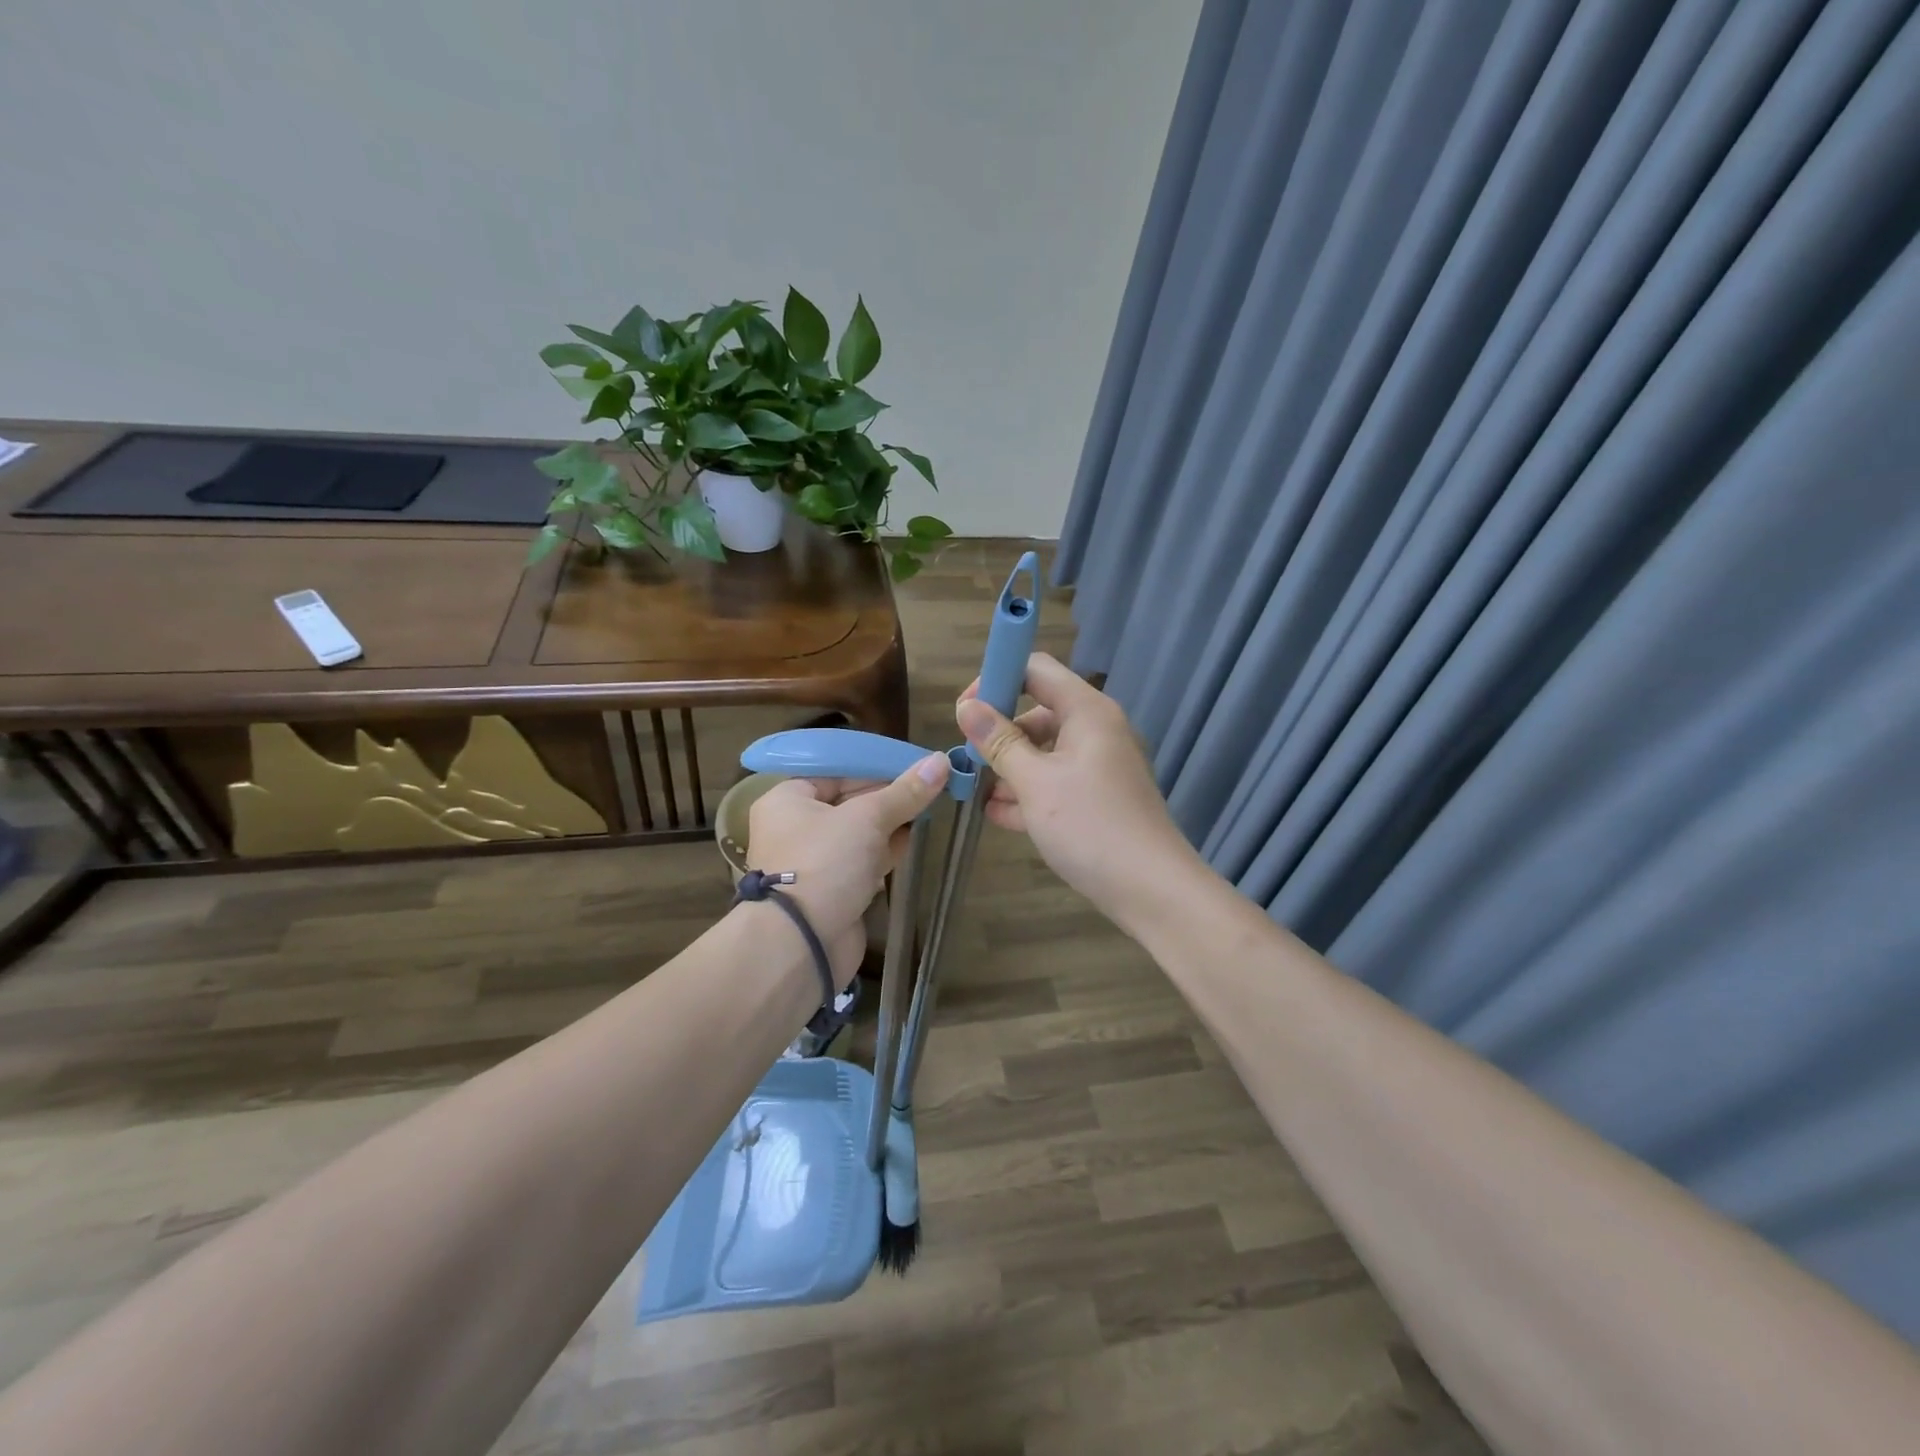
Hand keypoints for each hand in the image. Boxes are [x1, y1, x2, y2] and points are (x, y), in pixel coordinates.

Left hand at [745, 751, 949, 987]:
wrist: (803, 943)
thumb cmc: (825, 863)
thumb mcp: (868, 818)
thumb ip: (905, 792)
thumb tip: (941, 761)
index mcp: (788, 799)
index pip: (837, 771)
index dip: (877, 766)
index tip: (916, 765)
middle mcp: (796, 827)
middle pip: (849, 801)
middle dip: (888, 796)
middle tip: (929, 786)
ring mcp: (814, 862)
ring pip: (858, 834)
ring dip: (890, 824)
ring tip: (929, 808)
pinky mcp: (832, 890)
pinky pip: (862, 861)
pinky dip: (885, 852)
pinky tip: (913, 841)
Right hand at [956, 653, 1197, 924]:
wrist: (1151, 890)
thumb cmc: (1090, 826)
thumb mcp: (1035, 783)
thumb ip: (999, 742)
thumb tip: (967, 707)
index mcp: (1087, 711)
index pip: (1035, 669)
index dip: (996, 679)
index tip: (966, 711)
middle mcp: (1096, 730)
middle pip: (1037, 712)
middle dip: (1000, 733)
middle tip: (968, 760)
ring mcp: (1099, 766)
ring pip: (1044, 752)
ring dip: (1010, 768)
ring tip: (975, 792)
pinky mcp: (1098, 798)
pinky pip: (1056, 782)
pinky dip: (1029, 792)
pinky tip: (998, 814)